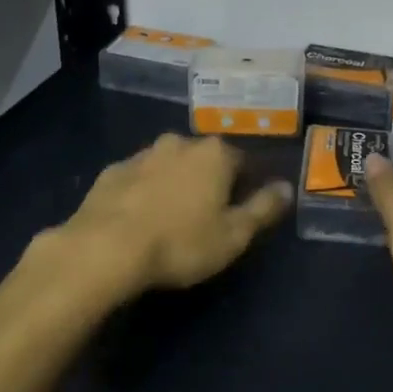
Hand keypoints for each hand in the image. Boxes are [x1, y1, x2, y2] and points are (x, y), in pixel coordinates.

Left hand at [53, 133, 291, 297]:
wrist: (105, 248)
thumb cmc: (181, 243)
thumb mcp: (234, 235)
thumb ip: (263, 208)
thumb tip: (287, 187)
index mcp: (215, 154)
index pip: (242, 162)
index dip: (244, 186)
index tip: (238, 212)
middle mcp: (180, 143)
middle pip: (204, 159)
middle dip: (207, 181)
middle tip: (204, 217)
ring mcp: (142, 154)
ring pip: (169, 165)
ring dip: (174, 183)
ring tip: (170, 219)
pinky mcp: (112, 171)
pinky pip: (138, 178)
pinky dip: (143, 192)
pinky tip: (138, 219)